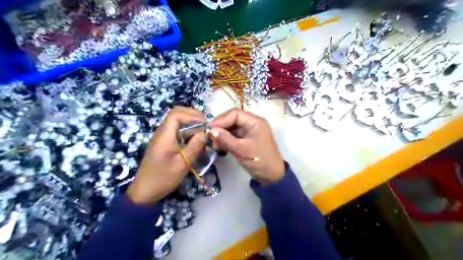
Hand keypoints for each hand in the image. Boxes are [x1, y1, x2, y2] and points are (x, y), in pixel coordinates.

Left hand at [126, 107, 205, 203]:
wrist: (144, 192)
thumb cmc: (163, 178)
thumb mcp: (182, 164)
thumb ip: (195, 147)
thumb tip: (205, 133)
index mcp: (165, 135)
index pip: (177, 114)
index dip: (193, 115)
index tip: (206, 125)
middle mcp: (162, 132)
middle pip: (176, 114)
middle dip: (193, 116)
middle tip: (206, 126)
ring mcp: (162, 137)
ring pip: (177, 122)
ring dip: (191, 124)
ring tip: (204, 132)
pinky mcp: (164, 143)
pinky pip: (177, 131)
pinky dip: (187, 132)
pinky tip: (196, 140)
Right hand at [209, 108, 281, 183]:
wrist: (272, 176)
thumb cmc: (259, 161)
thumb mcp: (241, 150)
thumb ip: (225, 139)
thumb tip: (210, 130)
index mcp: (255, 122)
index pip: (235, 113)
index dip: (221, 120)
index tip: (209, 129)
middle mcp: (252, 123)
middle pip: (232, 119)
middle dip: (220, 127)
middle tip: (210, 138)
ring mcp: (249, 131)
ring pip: (231, 127)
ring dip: (222, 134)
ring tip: (214, 144)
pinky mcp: (246, 139)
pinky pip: (233, 135)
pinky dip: (225, 139)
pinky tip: (219, 146)